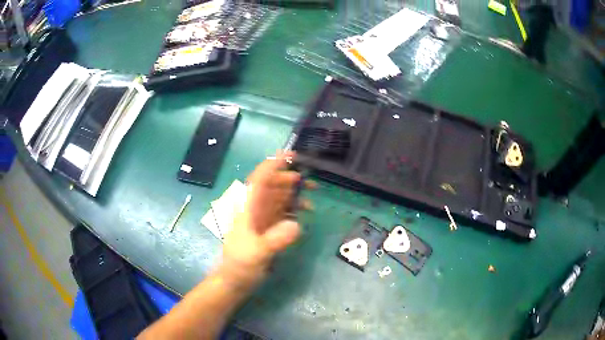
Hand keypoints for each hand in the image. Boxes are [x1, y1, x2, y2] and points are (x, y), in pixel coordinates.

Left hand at [219, 152, 312, 285]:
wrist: (235, 281)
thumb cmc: (240, 266)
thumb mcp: (256, 254)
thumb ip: (275, 240)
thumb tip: (296, 225)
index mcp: (247, 207)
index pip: (260, 179)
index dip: (274, 164)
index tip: (291, 156)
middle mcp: (254, 208)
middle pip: (272, 185)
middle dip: (290, 179)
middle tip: (310, 183)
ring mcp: (261, 218)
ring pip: (279, 196)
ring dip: (294, 192)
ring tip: (312, 194)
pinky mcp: (268, 227)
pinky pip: (283, 211)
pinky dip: (294, 208)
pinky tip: (304, 212)